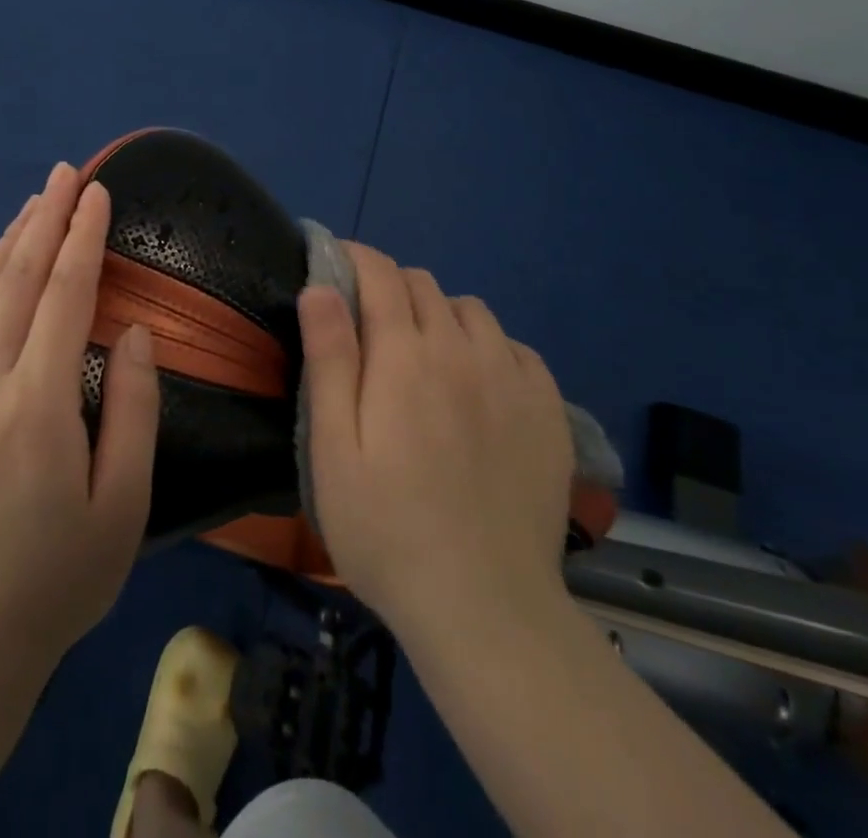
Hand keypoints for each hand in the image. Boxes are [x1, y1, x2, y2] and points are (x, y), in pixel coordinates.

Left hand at [0, 162, 158, 678]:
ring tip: (35, 202)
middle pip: (16, 280)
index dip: (83, 238)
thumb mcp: (124, 504)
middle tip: (65, 173)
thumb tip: (131, 331)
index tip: (98, 193)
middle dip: (45, 219)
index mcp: (37, 408)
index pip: (64, 297)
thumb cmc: (61, 576)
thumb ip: (133, 408)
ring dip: (9, 241)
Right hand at [298, 243, 573, 642]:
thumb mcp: (334, 449)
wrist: (484, 608)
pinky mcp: (548, 410)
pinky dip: (487, 346)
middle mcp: (463, 350)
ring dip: (439, 313)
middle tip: (369, 325)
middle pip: (423, 284)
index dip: (355, 258)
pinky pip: (514, 347)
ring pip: (471, 310)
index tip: (335, 264)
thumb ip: (329, 360)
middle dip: (389, 286)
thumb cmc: (386, 529)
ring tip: (423, 354)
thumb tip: (319, 287)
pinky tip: (477, 384)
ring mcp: (512, 379)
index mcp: (405, 355)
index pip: (380, 274)